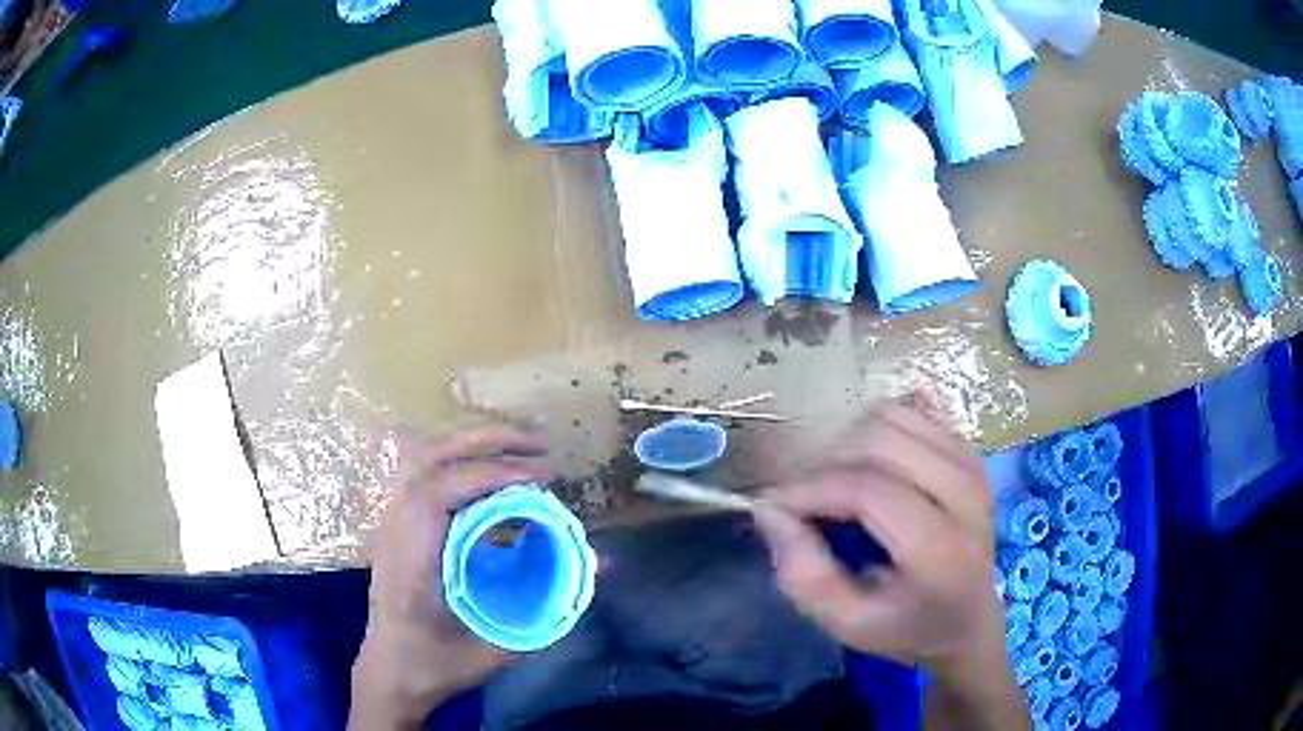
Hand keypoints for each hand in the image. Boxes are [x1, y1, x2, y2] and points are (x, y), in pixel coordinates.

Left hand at [349, 425, 550, 729]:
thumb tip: (599, 566)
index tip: (541, 478)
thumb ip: (549, 610)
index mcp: (409, 561)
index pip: (438, 493)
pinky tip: (493, 477)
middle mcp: (393, 532)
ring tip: (522, 449)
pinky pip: (426, 476)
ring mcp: (390, 525)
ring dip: (474, 446)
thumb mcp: (496, 649)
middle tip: (539, 444)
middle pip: (428, 459)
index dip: (491, 475)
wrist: (389, 674)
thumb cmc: (436, 667)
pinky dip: (463, 464)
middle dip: (486, 441)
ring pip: (424, 460)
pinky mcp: (397, 526)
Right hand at [753, 396, 1024, 728]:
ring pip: (894, 416)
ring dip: (849, 442)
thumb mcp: (847, 623)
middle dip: (826, 464)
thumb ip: (804, 576)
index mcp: (941, 548)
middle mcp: (965, 493)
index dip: (810, 489)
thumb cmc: (906, 626)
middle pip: (880, 440)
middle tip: (805, 500)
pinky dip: (877, 428)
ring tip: (835, 483)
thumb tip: (771, 511)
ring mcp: (971, 464)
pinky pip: (913, 411)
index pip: (869, 489)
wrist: (967, 617)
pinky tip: (868, 464)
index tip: (773, 505)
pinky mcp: (968, 450)